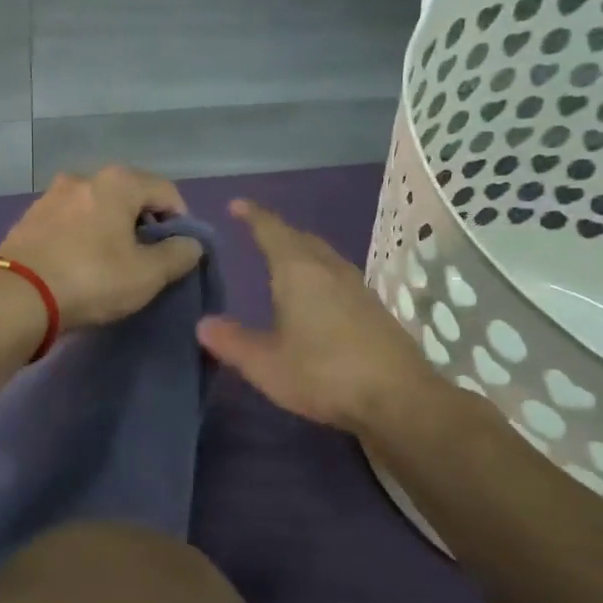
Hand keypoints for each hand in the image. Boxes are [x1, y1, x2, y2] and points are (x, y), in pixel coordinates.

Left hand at [0, 166, 204, 331]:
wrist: (15, 297)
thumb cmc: (91, 279)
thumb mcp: (147, 274)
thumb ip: (178, 255)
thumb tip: (191, 243)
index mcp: (118, 182)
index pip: (166, 191)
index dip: (181, 221)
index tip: (179, 252)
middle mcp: (84, 177)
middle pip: (130, 196)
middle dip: (144, 224)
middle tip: (148, 259)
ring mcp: (52, 195)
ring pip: (97, 207)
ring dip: (111, 229)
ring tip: (112, 263)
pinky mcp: (29, 217)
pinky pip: (70, 221)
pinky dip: (83, 235)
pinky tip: (80, 263)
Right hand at [197, 200, 437, 434]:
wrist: (398, 398)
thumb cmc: (323, 373)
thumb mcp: (265, 364)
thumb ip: (232, 342)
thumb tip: (204, 324)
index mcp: (298, 272)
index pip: (271, 230)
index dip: (253, 215)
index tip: (237, 204)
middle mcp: (329, 269)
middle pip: (301, 239)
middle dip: (278, 232)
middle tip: (258, 234)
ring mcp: (357, 287)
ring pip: (324, 257)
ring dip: (302, 252)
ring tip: (284, 263)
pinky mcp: (374, 309)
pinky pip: (338, 277)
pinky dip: (320, 274)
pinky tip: (317, 298)